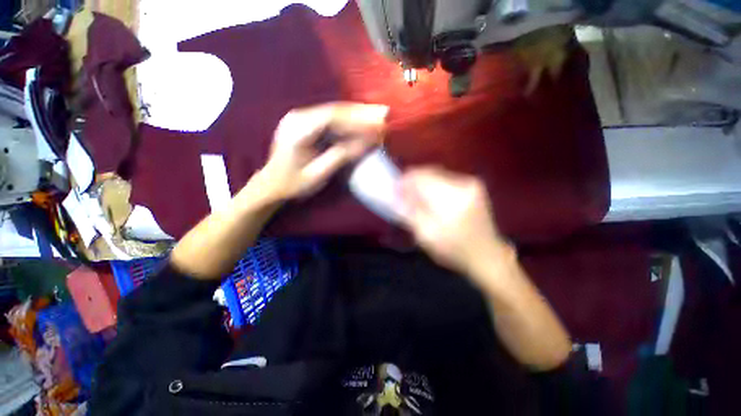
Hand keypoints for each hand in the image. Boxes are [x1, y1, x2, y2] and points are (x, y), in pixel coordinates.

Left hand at [252, 102, 388, 201]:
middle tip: (382, 113)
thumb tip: (366, 143)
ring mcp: (299, 118)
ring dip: (355, 115)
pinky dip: (346, 121)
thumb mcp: (318, 174)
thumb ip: (340, 156)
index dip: (358, 119)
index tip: (378, 123)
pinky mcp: (303, 124)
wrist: (271, 186)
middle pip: (334, 110)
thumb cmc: (292, 184)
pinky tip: (359, 122)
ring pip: (333, 113)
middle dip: (360, 113)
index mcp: (299, 130)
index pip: (333, 117)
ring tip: (376, 116)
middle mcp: (298, 117)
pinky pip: (328, 119)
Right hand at [399, 167, 508, 276]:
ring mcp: (470, 182)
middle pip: (428, 172)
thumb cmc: (454, 250)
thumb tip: (393, 196)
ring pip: (436, 173)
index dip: (404, 181)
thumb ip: (409, 213)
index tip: (394, 191)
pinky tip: (430, 198)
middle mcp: (463, 184)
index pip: (421, 178)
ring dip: (422, 183)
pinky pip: (445, 178)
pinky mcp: (473, 185)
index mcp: (451, 199)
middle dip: (412, 181)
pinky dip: (433, 185)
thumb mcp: (426, 236)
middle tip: (402, 195)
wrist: (487, 255)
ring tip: (414, 197)